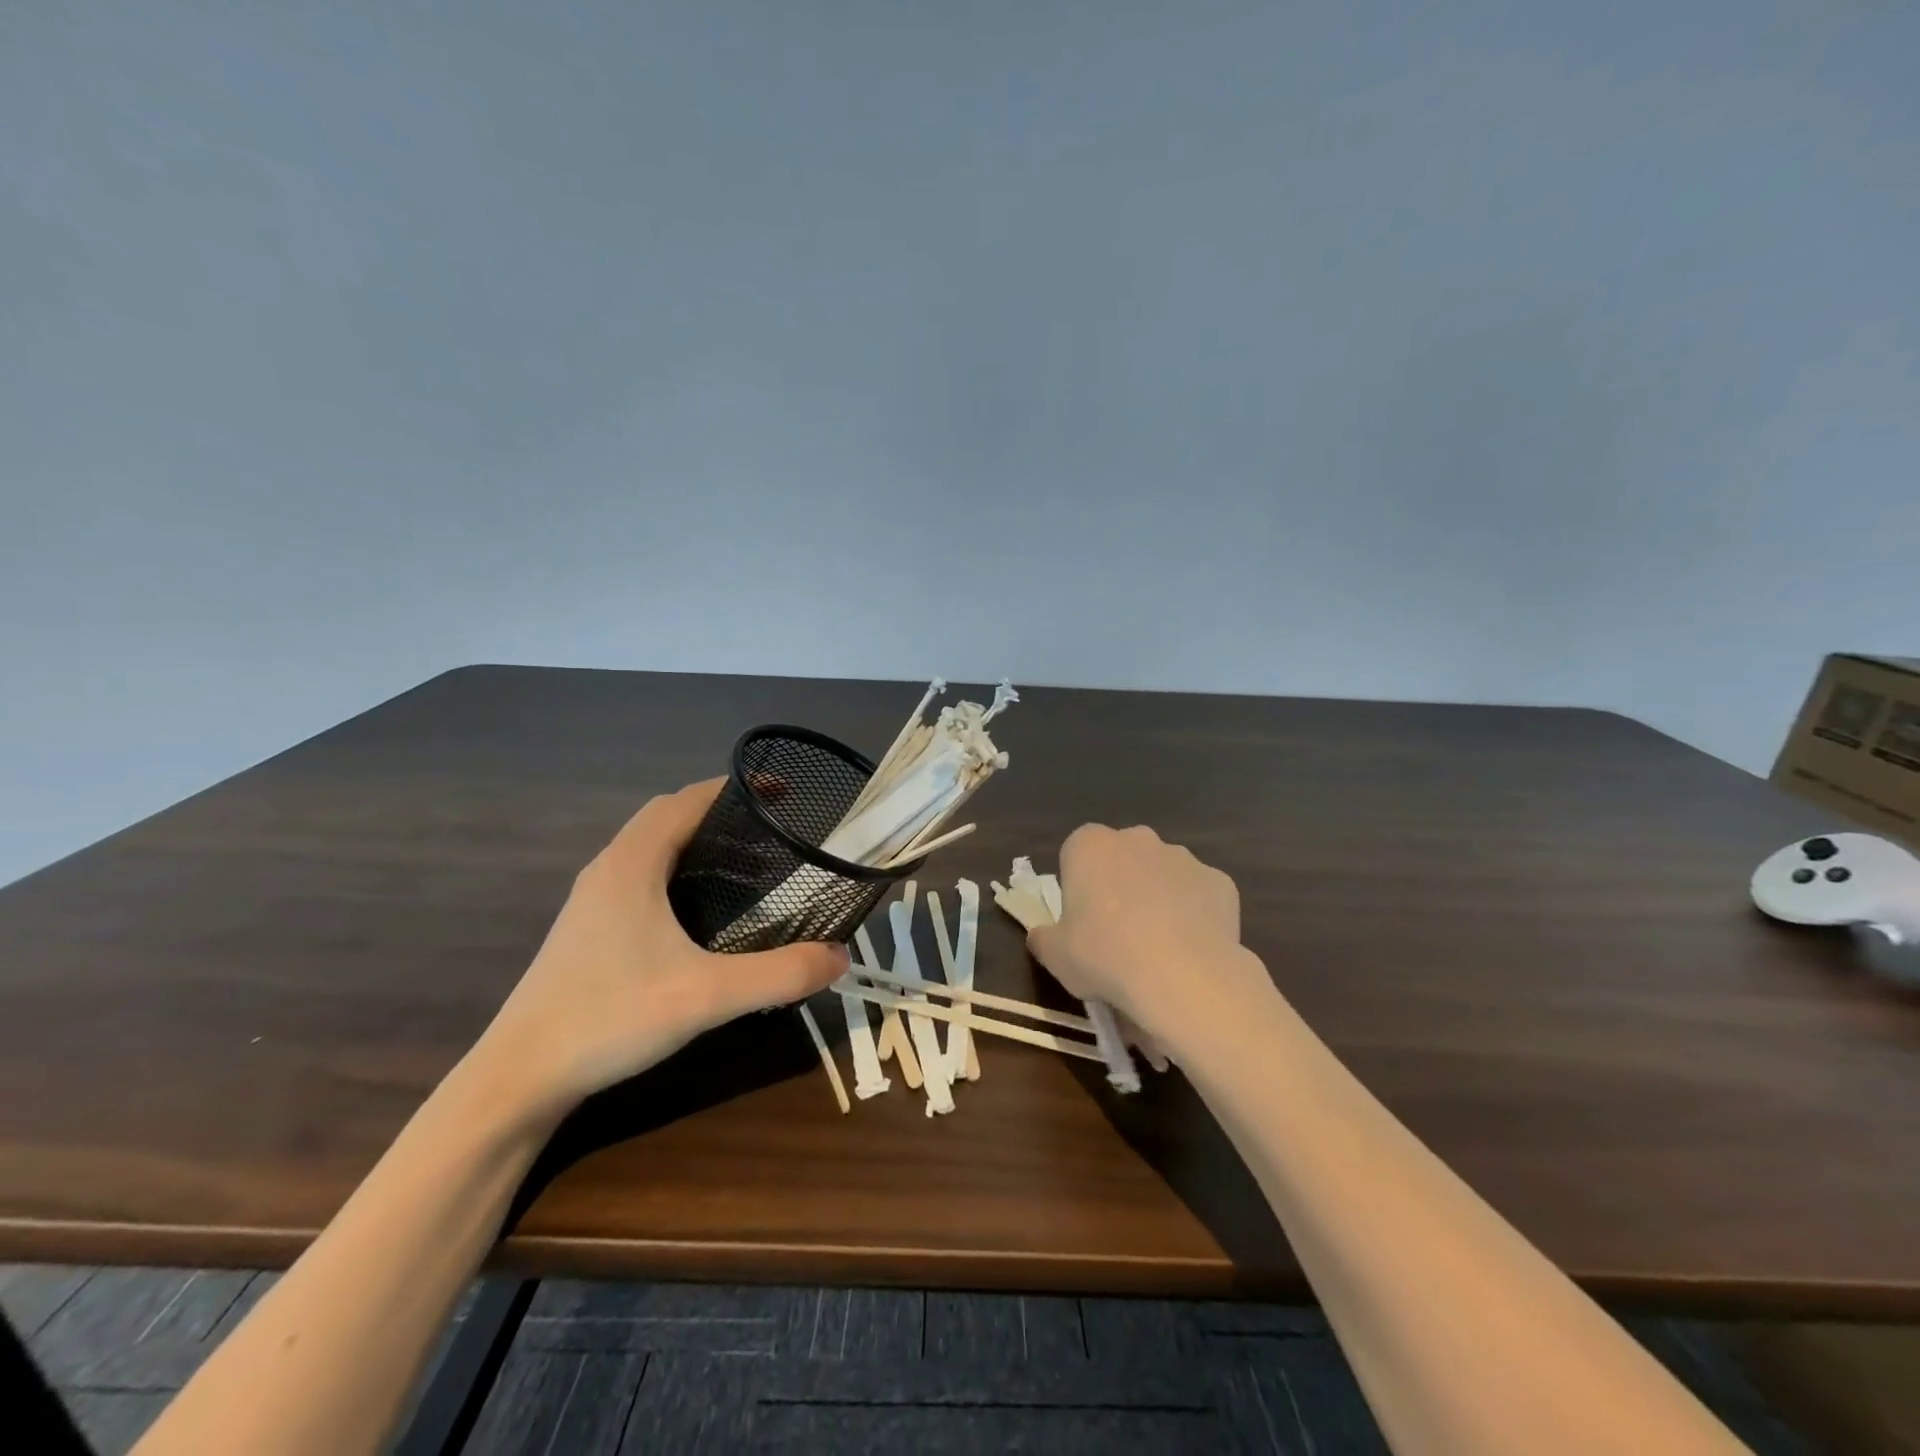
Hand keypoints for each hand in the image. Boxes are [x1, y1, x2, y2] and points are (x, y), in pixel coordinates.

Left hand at [473, 778, 848, 1118]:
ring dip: (696, 840)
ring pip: (651, 846)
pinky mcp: (589, 927)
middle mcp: (609, 868)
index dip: (736, 788)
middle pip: (668, 816)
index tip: (782, 791)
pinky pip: (641, 875)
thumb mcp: (706, 996)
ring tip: (746, 864)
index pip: (687, 800)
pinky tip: (701, 911)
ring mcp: (593, 899)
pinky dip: (677, 869)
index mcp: (632, 864)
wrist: (519, 1077)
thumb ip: (779, 975)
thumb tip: (841, 957)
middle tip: (771, 830)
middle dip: (721, 811)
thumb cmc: (610, 1019)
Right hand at [1027, 824, 1273, 1053]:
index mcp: (1089, 846)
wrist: (1184, 977)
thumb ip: (1044, 937)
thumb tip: (1043, 935)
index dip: (1077, 886)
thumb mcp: (1055, 956)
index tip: (1081, 921)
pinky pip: (1199, 895)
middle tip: (1117, 933)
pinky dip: (1195, 915)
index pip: (1075, 854)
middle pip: (1121, 857)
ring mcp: (1183, 857)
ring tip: (1158, 948)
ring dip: (1157, 897)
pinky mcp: (1220, 881)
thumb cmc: (1105, 956)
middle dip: (1119, 885)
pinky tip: (1191, 950)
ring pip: (1162, 873)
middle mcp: (1137, 839)